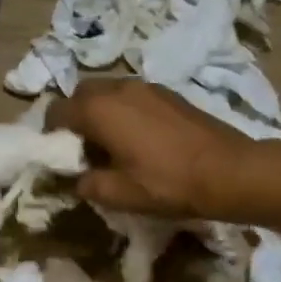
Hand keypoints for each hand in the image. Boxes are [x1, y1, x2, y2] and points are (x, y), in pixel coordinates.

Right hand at [49, 79, 250, 218]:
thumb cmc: (168, 183)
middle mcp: (118, 88)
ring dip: (100, 112)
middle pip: (81, 94)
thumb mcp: (120, 194)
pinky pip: (131, 95)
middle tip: (83, 149)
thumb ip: (88, 184)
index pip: (57, 111)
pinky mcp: (168, 93)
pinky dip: (123, 110)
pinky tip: (139, 139)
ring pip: (108, 92)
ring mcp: (146, 86)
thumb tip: (77, 178)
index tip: (59, 156)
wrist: (230, 171)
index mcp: (99, 109)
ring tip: (111, 144)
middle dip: (75, 117)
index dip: (50, 133)